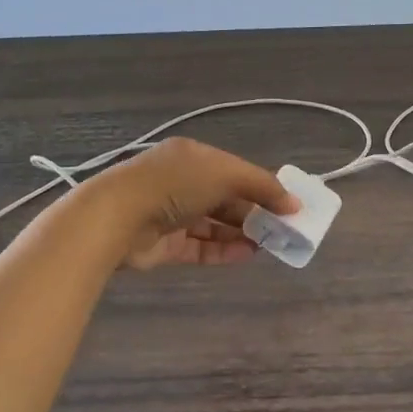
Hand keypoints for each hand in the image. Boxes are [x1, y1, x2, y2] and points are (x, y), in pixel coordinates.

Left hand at [97, 137, 300, 269]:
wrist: (118, 217)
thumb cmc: (176, 184)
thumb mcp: (227, 175)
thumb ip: (263, 187)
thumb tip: (294, 204)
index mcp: (194, 156)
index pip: (235, 170)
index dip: (262, 185)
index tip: (287, 204)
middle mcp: (182, 182)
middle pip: (226, 198)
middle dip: (254, 211)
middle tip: (282, 228)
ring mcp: (171, 213)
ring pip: (214, 224)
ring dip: (242, 232)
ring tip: (269, 244)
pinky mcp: (165, 244)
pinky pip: (200, 246)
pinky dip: (223, 250)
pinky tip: (247, 255)